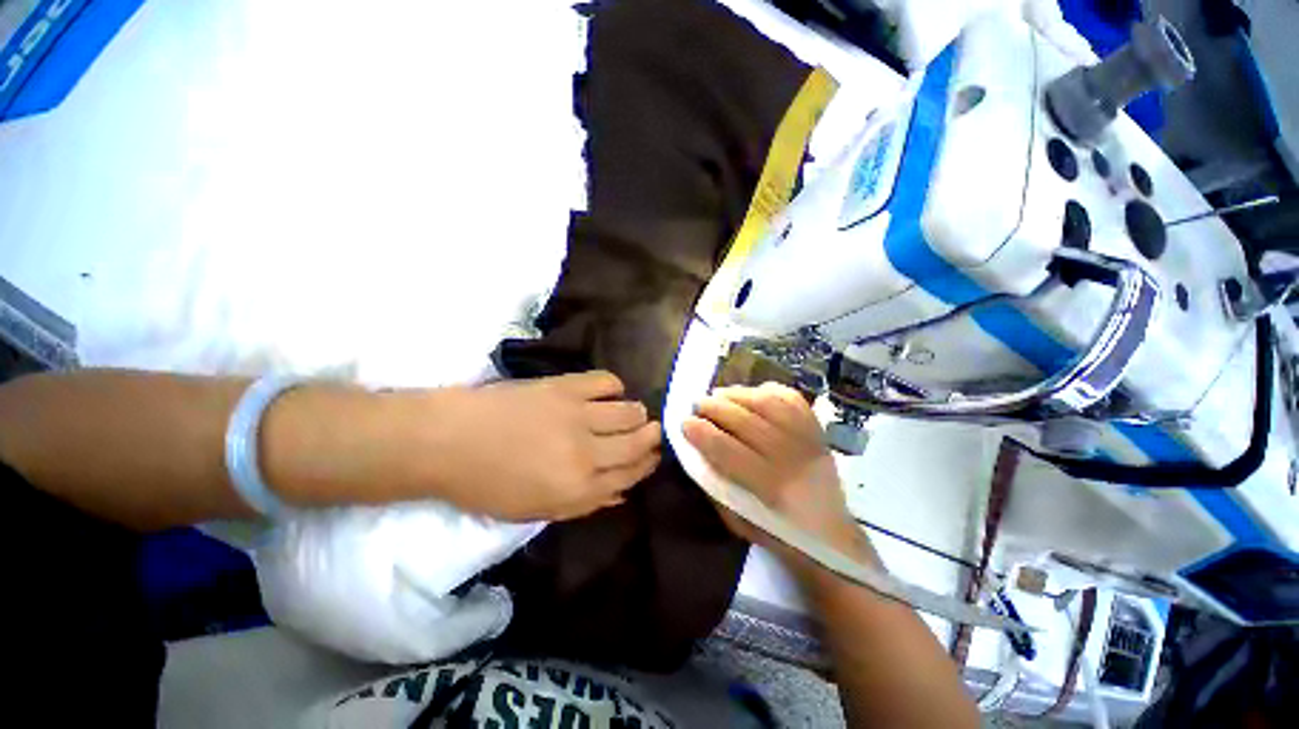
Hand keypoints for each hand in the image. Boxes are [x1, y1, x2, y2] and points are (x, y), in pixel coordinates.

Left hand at [429, 371, 660, 521]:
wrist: (448, 441)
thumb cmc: (487, 484)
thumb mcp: (536, 510)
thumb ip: (585, 503)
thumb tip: (621, 492)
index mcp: (578, 489)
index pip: (630, 475)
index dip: (647, 464)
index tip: (654, 456)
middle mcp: (587, 453)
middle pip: (637, 442)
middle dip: (652, 438)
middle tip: (653, 433)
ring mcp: (578, 415)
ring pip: (630, 412)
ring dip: (636, 414)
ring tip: (632, 414)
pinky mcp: (567, 387)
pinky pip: (607, 381)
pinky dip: (615, 387)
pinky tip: (610, 393)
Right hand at [683, 383, 868, 570]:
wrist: (830, 534)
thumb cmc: (777, 531)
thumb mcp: (738, 520)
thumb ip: (716, 484)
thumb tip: (696, 448)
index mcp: (770, 487)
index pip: (729, 450)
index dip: (703, 433)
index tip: (685, 422)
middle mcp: (791, 458)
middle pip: (747, 421)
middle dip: (715, 407)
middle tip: (697, 404)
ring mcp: (807, 439)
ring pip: (768, 403)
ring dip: (737, 394)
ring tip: (719, 395)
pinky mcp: (816, 428)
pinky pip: (790, 398)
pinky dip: (768, 390)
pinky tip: (752, 394)